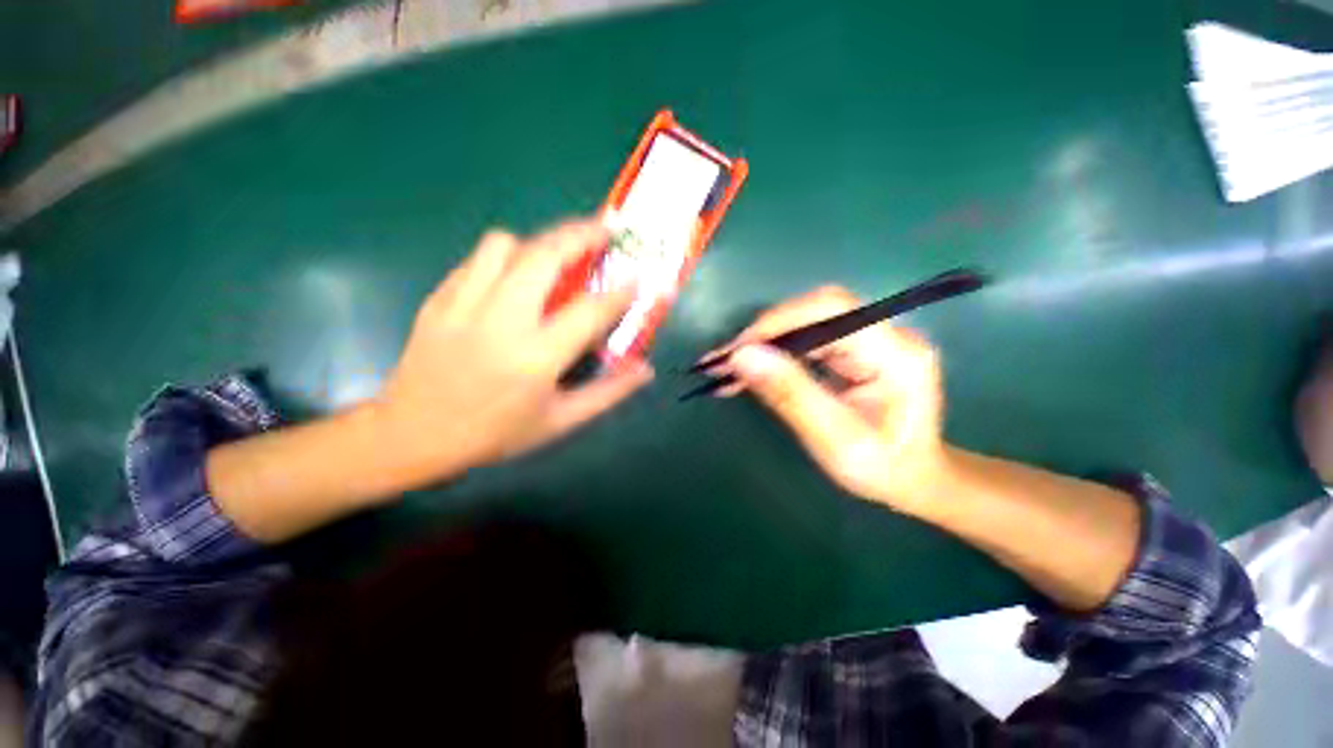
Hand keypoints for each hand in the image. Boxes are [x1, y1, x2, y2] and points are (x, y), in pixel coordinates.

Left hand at [377, 218, 652, 478]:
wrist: (412, 435)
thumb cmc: (495, 433)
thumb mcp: (560, 421)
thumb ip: (608, 392)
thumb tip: (645, 370)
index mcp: (536, 357)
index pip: (590, 311)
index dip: (621, 292)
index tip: (640, 279)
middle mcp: (501, 321)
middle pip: (544, 256)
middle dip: (581, 234)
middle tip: (605, 229)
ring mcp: (464, 304)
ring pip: (503, 244)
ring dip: (538, 244)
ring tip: (555, 258)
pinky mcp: (439, 299)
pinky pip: (477, 260)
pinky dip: (504, 259)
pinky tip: (514, 279)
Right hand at [703, 286, 944, 508]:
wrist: (914, 479)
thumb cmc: (882, 469)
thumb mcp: (835, 441)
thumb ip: (790, 395)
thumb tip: (742, 356)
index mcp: (896, 353)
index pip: (830, 311)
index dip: (777, 322)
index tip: (736, 351)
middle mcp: (887, 334)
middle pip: (813, 312)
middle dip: (763, 334)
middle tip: (723, 362)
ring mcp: (870, 339)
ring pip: (805, 323)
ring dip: (763, 344)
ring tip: (727, 369)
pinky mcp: (855, 348)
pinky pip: (806, 339)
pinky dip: (773, 353)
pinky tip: (750, 370)